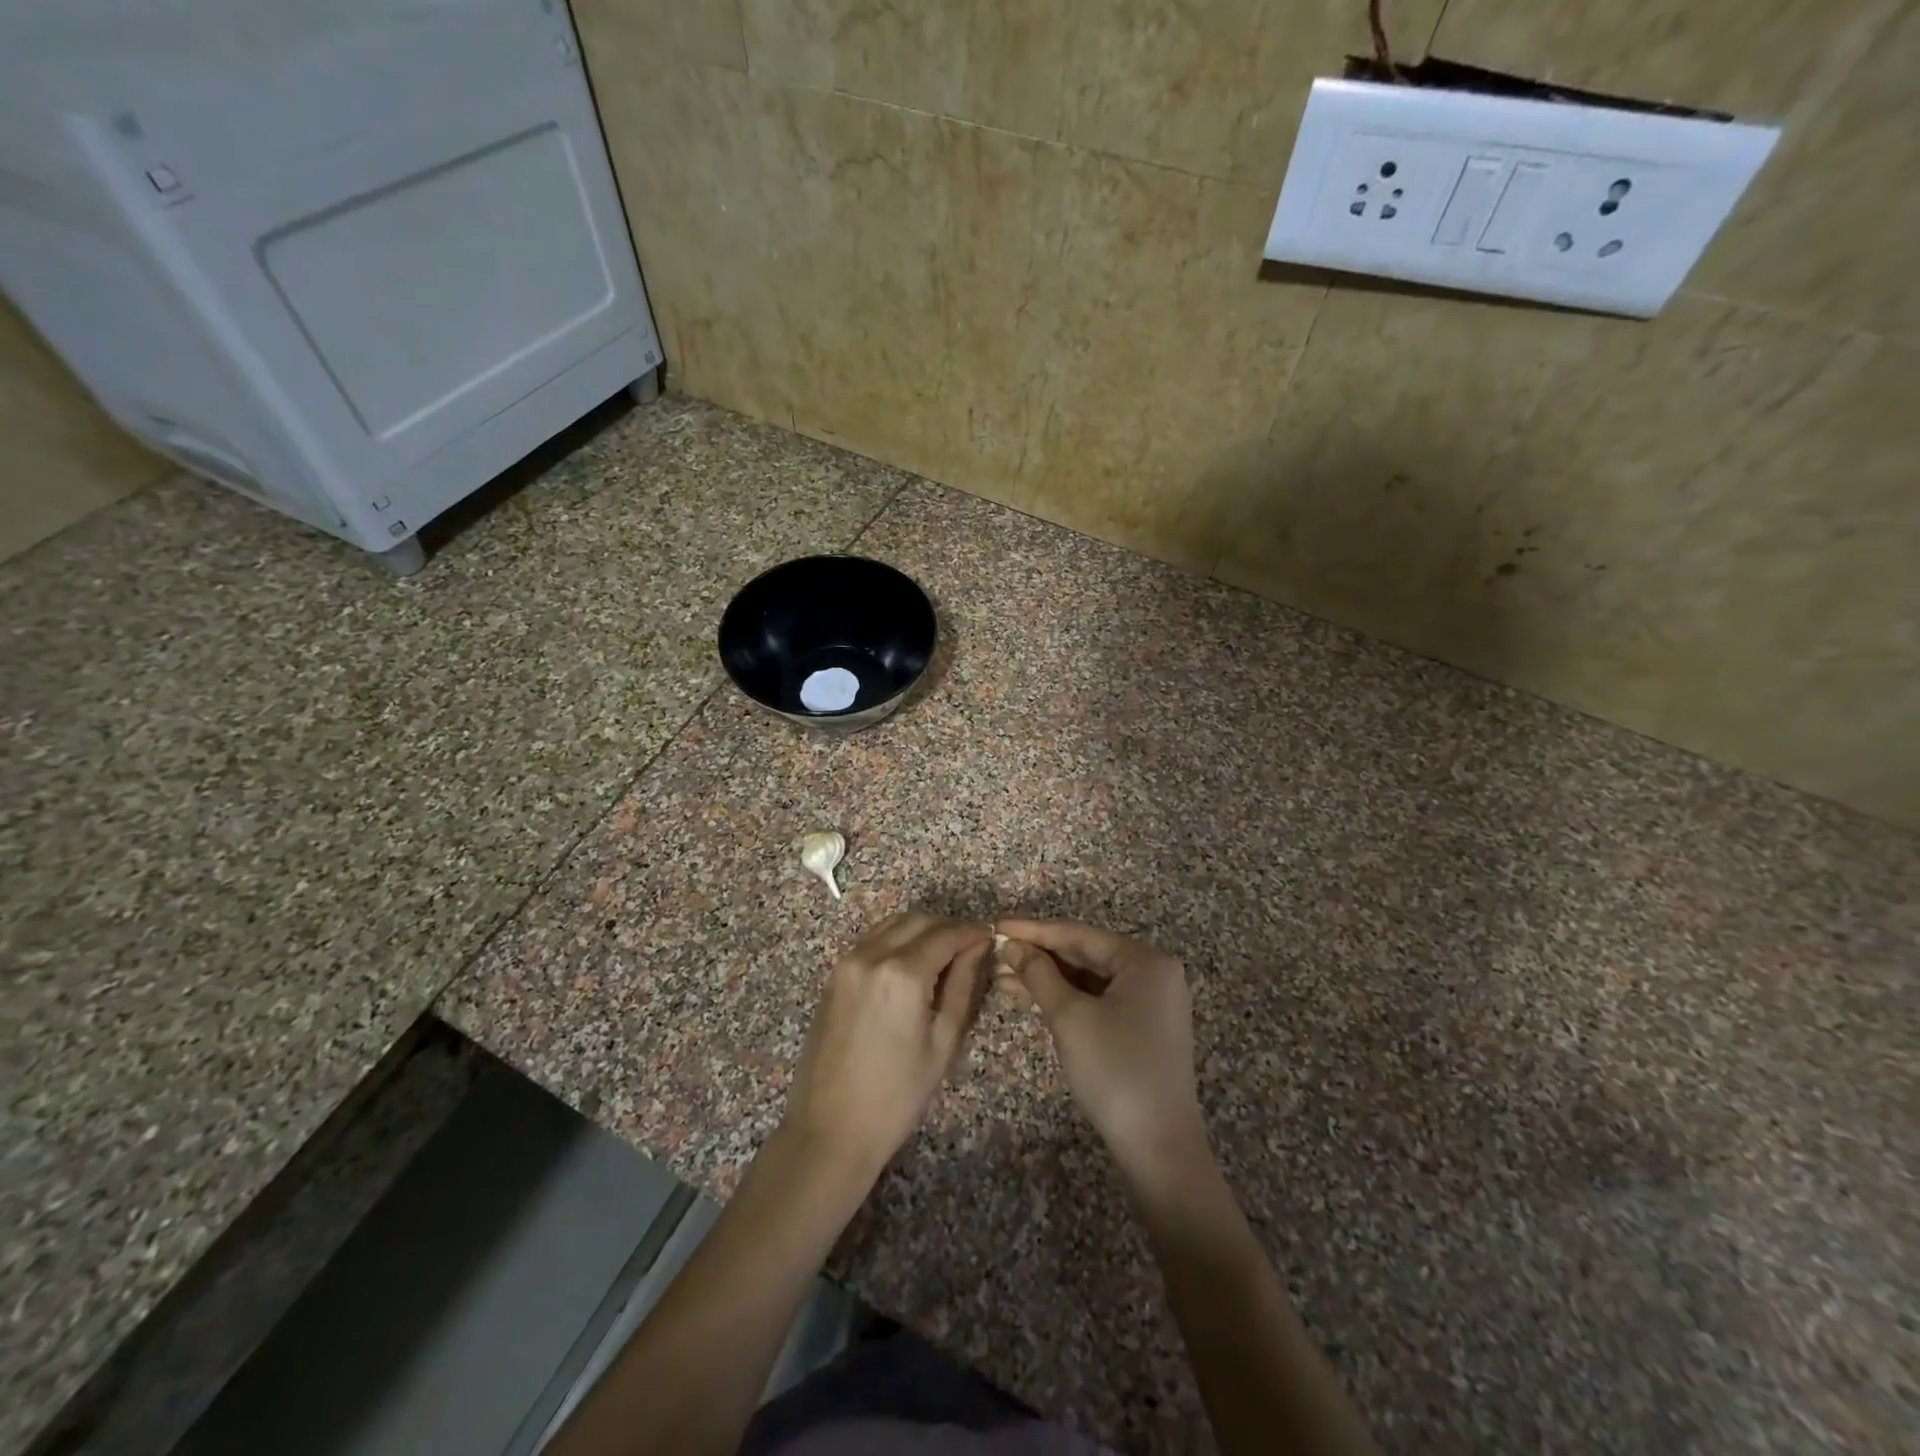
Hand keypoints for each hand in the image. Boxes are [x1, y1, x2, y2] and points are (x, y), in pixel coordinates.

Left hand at [781, 912, 991, 1184]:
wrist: (830, 1129)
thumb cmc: (897, 1095)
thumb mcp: (943, 1042)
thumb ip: (962, 985)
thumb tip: (977, 947)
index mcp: (902, 973)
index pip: (946, 934)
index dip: (972, 932)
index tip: (989, 937)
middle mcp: (871, 955)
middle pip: (918, 920)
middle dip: (947, 927)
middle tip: (969, 948)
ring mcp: (847, 962)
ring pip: (892, 924)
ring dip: (921, 930)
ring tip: (942, 956)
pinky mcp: (834, 974)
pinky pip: (872, 940)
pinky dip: (896, 940)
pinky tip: (911, 966)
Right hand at [994, 919, 1208, 1184]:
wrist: (1159, 1148)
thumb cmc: (1115, 1071)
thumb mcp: (1070, 1017)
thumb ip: (1039, 974)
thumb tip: (1012, 946)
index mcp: (1145, 961)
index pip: (1079, 934)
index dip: (1033, 930)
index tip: (995, 925)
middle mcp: (1153, 973)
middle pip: (1085, 954)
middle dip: (1038, 955)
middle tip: (995, 953)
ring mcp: (1151, 1002)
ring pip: (1089, 978)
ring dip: (1047, 978)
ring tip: (1002, 976)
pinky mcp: (1143, 1027)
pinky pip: (1098, 999)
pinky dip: (1066, 998)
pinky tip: (1032, 997)